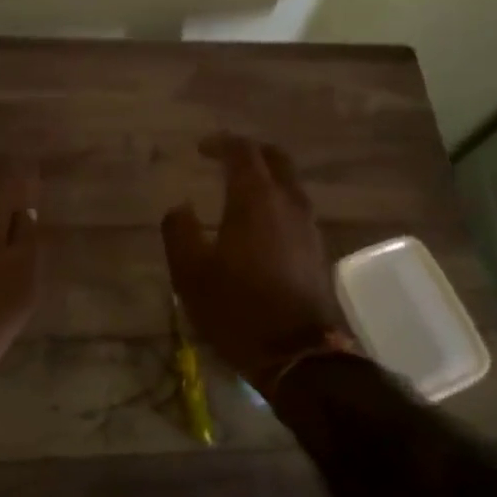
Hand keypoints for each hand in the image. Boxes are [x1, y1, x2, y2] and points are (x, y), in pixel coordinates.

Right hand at [163, 134, 339, 394]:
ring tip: (240, 191)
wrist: (296, 353)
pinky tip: (259, 224)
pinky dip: (276, 202)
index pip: (243, 151)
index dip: (221, 143)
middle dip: (251, 152)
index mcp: (256, 199)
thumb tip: (180, 207)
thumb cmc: (237, 307)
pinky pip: (295, 209)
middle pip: (276, 159)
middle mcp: (288, 203)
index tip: (201, 149)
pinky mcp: (317, 250)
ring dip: (266, 178)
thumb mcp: (190, 272)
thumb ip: (179, 230)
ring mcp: (308, 226)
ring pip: (290, 184)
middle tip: (225, 159)